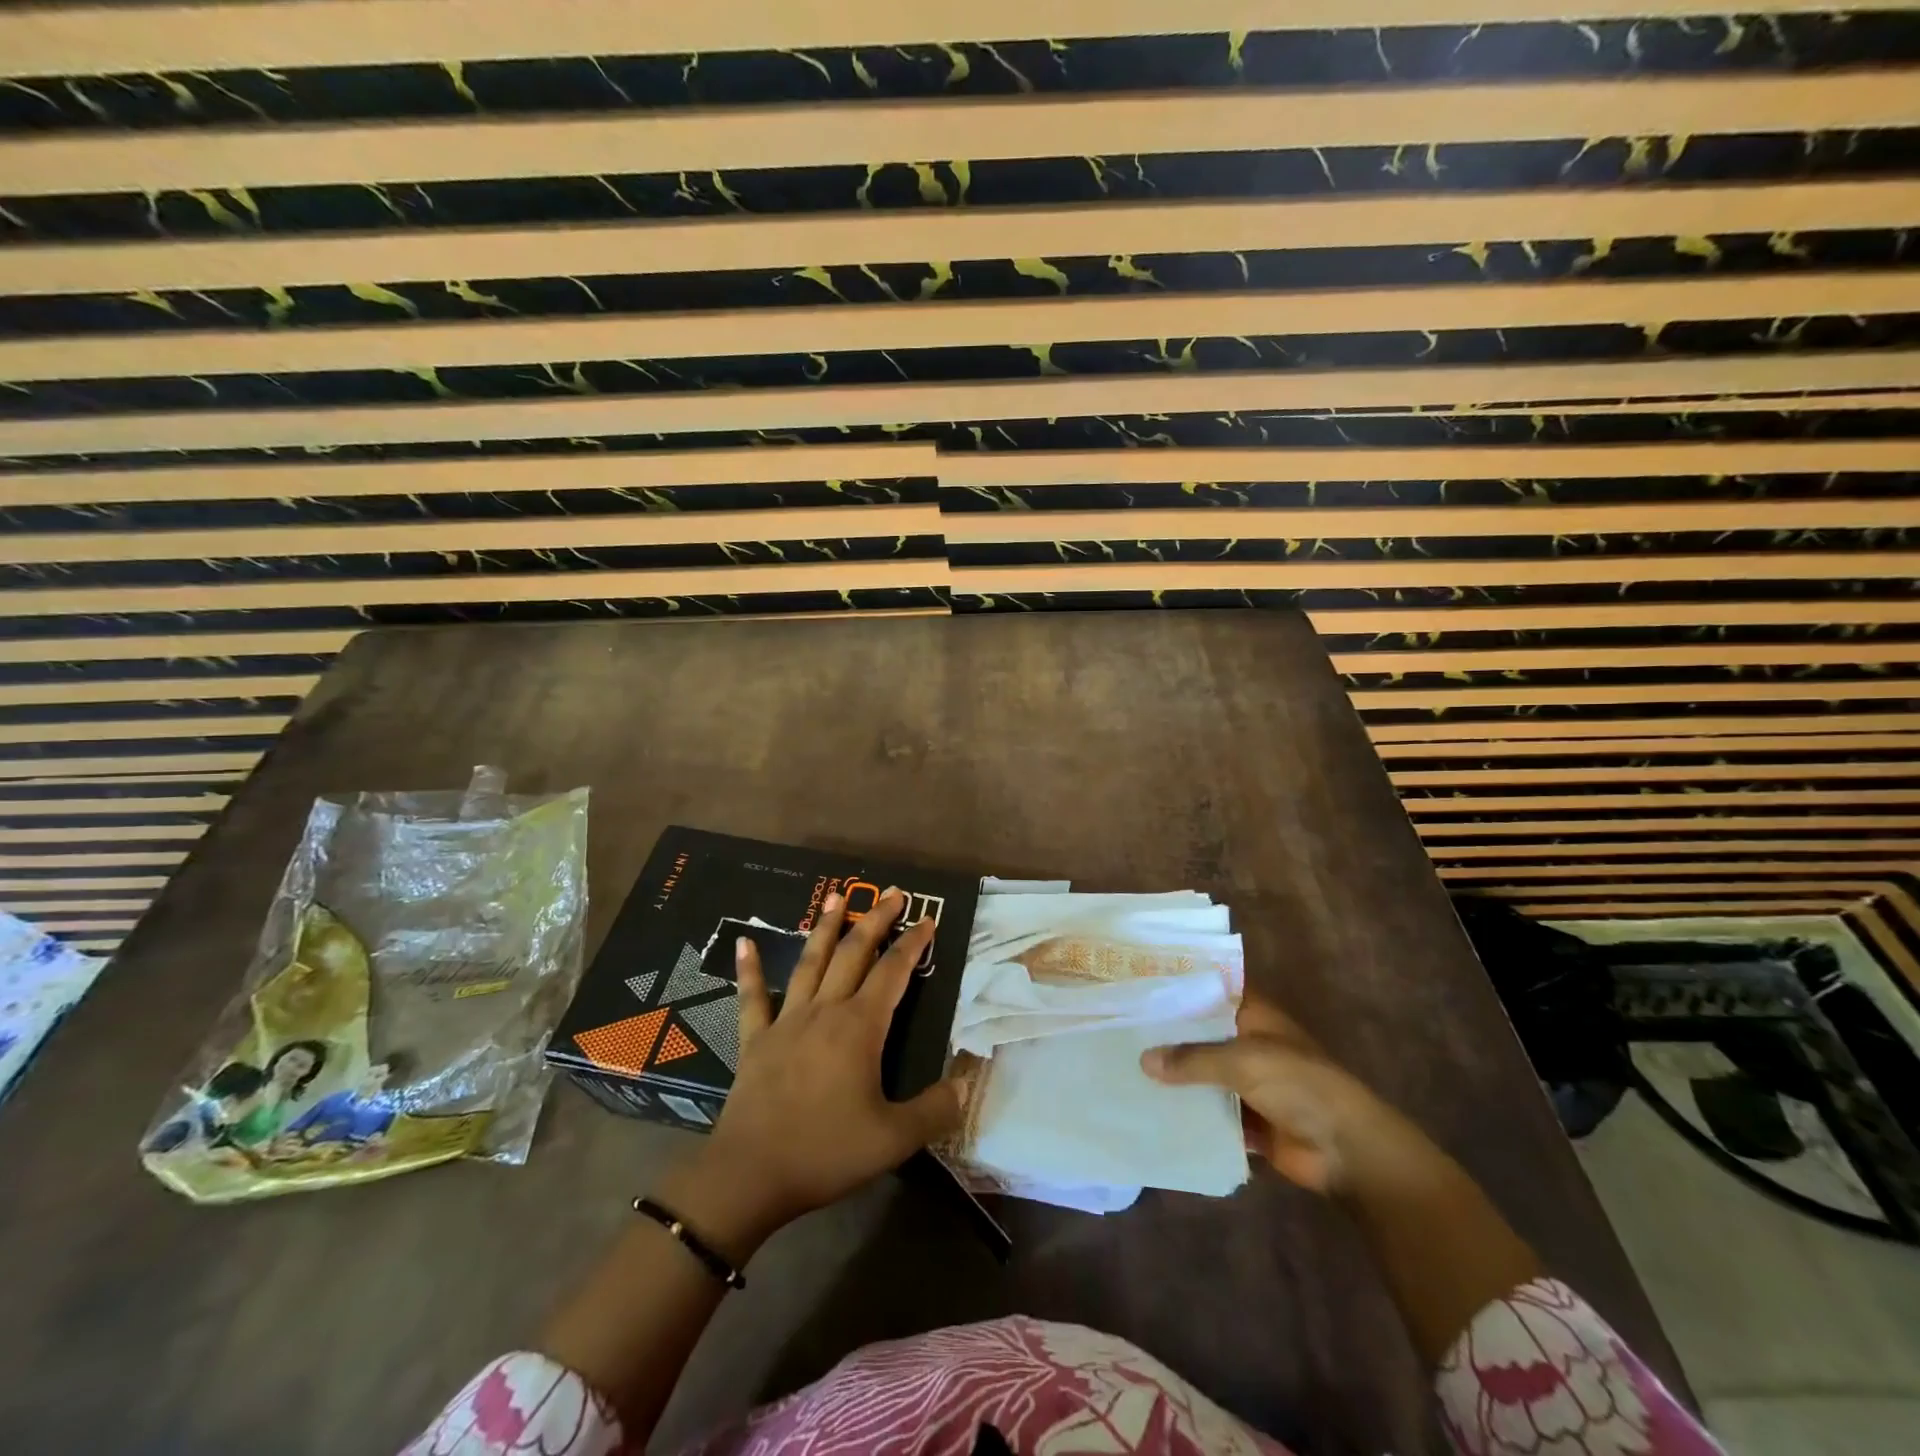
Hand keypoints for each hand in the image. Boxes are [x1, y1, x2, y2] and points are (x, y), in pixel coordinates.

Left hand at [683, 889, 963, 1249]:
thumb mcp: (893, 1139)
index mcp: (860, 1028)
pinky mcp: (756, 1039)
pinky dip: (749, 969)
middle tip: (892, 892)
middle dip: (875, 920)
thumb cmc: (825, 1152)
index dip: (913, 944)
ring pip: (810, 963)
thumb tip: (965, 1084)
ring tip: (836, 896)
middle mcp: (825, 1011)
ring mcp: (787, 1021)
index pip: (893, 972)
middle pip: (854, 953)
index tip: (928, 920)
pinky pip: (753, 997)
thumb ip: (934, 1110)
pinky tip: (744, 942)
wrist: (750, 1175)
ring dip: (825, 927)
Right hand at [1141, 993, 1436, 1196]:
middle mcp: (1245, 1042)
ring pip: (1200, 1073)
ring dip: (1173, 1076)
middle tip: (1115, 1028)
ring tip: (1122, 1068)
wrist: (1347, 1150)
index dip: (1176, 987)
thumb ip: (1193, 1059)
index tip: (1134, 984)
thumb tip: (1143, 1060)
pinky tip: (1148, 1110)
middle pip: (1199, 1033)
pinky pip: (1208, 1110)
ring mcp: (1245, 1082)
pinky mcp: (1245, 1119)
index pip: (1207, 991)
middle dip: (1165, 1035)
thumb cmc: (1300, 1085)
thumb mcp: (1243, 1061)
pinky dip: (1186, 1111)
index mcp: (1251, 1014)